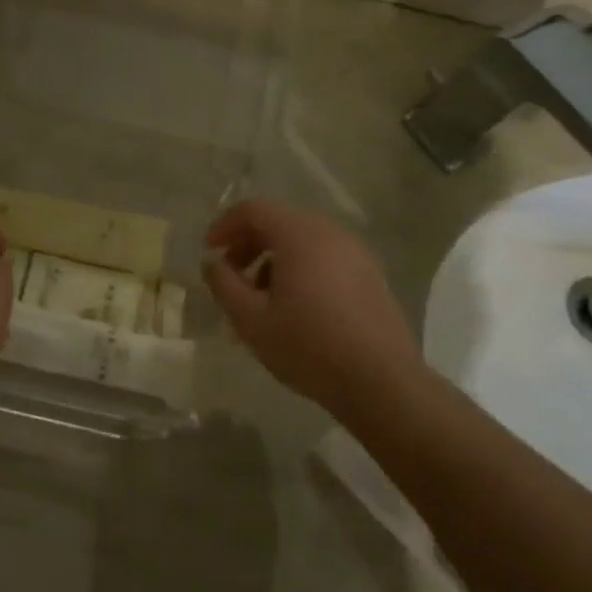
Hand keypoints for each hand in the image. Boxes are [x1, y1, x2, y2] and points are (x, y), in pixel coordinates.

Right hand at [202, 200, 428, 422]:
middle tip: (231, 276)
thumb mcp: (251, 320)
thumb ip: (223, 284)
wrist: (382, 382)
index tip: (210, 252)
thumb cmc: (309, 346)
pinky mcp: (371, 274)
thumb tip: (213, 262)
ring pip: (303, 240)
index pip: (254, 209)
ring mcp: (356, 252)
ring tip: (260, 297)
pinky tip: (295, 306)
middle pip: (279, 221)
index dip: (225, 226)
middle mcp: (330, 232)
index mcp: (299, 234)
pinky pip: (325, 257)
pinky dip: (300, 268)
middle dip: (248, 243)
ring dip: (273, 258)